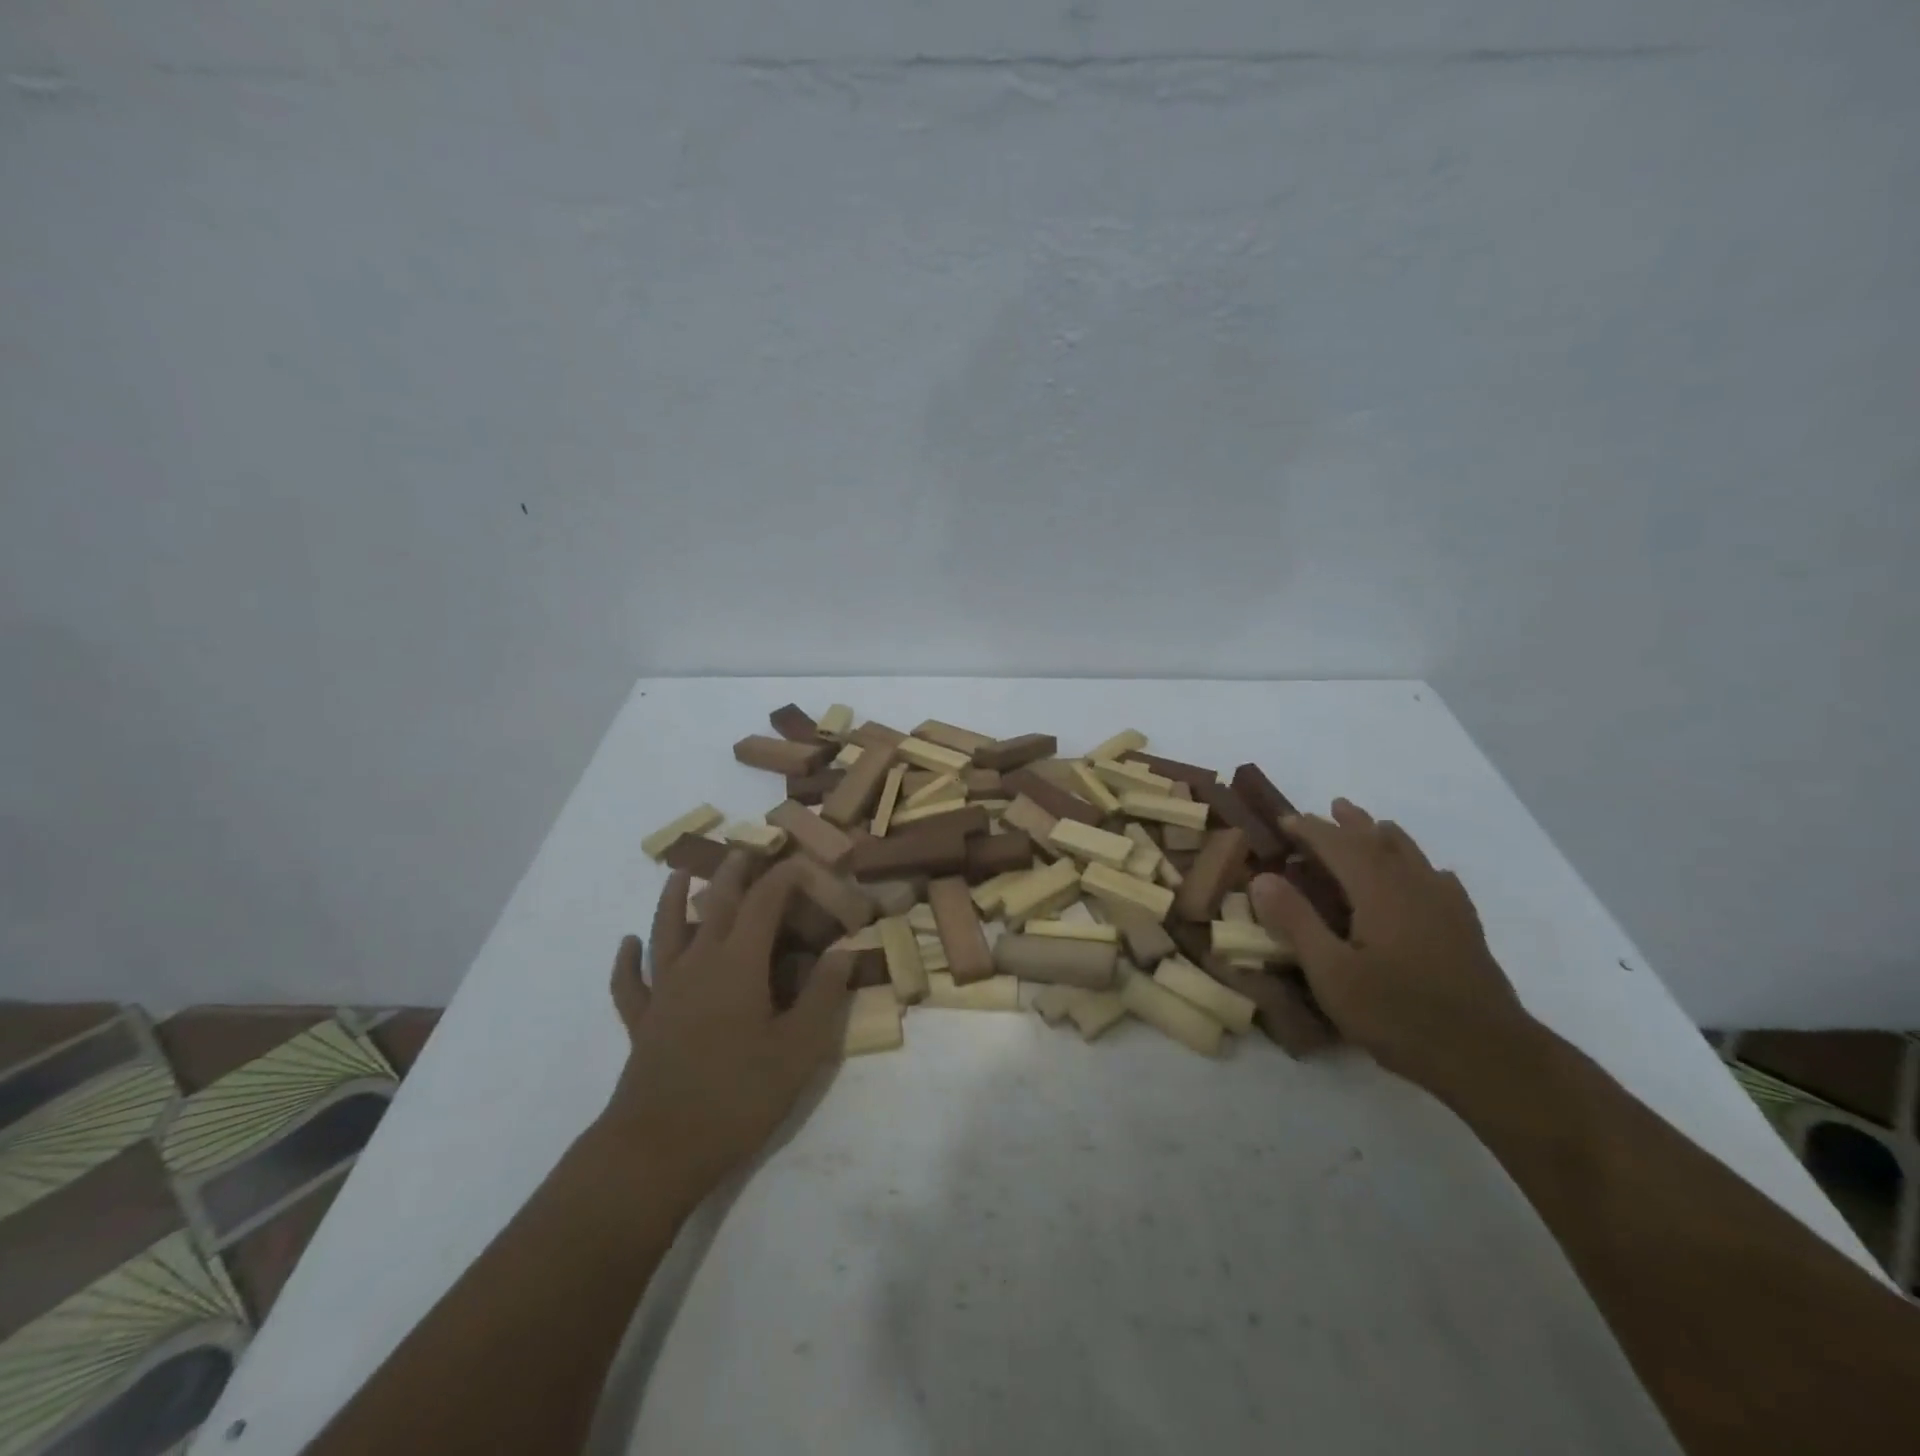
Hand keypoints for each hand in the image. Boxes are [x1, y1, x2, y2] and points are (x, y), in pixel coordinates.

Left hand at [598, 854, 850, 1209]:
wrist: (659, 1148)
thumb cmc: (737, 1095)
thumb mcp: (798, 1049)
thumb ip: (824, 996)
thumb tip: (844, 952)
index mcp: (739, 964)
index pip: (763, 903)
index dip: (784, 877)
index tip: (803, 862)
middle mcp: (698, 964)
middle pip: (715, 904)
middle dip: (734, 874)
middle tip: (746, 850)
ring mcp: (664, 991)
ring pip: (666, 931)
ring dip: (672, 899)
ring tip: (678, 874)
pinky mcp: (642, 1021)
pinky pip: (629, 982)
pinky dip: (626, 960)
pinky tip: (627, 944)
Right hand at [1249, 799, 1532, 1092]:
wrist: (1489, 1058)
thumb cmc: (1399, 1015)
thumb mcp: (1332, 973)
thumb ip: (1296, 921)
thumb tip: (1262, 877)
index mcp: (1379, 891)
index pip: (1338, 845)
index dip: (1310, 829)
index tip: (1283, 820)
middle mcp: (1414, 887)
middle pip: (1379, 841)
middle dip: (1351, 823)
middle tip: (1330, 807)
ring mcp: (1446, 907)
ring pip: (1413, 856)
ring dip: (1386, 836)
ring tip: (1373, 826)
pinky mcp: (1465, 930)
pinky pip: (1440, 881)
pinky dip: (1423, 868)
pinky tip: (1428, 876)